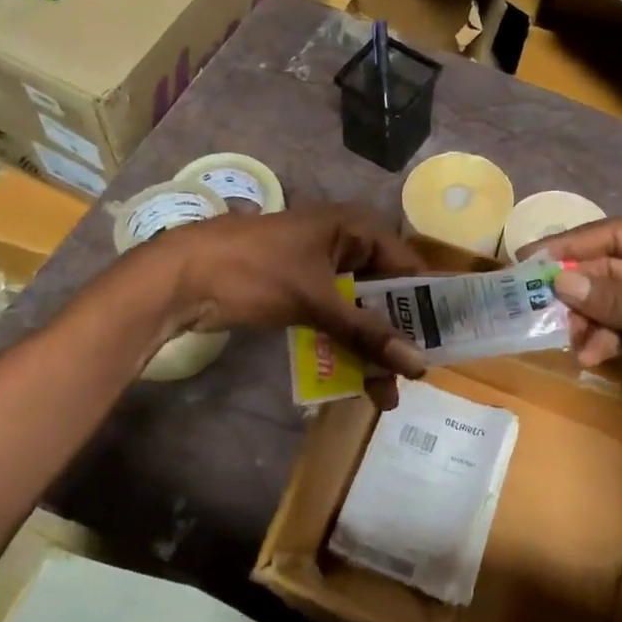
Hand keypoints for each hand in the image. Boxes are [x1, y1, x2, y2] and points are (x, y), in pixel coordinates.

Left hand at [142, 203, 429, 392]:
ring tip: (384, 393)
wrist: (180, 276)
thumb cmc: (255, 271)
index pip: (408, 266)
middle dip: (396, 336)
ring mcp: (320, 267)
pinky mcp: (300, 290)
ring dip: (371, 348)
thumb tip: (417, 366)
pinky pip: (335, 318)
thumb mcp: (317, 301)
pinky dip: (345, 344)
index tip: (441, 346)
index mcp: (355, 227)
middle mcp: (344, 242)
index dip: (424, 306)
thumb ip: (367, 333)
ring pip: (360, 309)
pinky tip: (355, 378)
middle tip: (411, 378)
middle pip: (385, 292)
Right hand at [529, 219, 621, 451]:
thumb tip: (560, 282)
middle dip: (582, 290)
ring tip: (573, 344)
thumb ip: (618, 304)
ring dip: (594, 319)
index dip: (574, 244)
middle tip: (541, 307)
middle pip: (617, 267)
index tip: (532, 257)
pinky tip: (593, 356)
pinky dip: (611, 337)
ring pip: (619, 298)